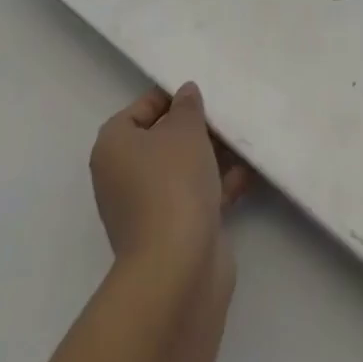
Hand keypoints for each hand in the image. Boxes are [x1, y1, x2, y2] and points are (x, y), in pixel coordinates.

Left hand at [89, 83, 251, 271]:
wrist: (178, 270)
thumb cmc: (173, 183)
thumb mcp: (185, 130)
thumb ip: (187, 106)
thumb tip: (185, 94)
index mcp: (114, 146)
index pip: (141, 109)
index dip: (171, 97)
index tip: (202, 91)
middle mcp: (124, 176)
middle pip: (163, 139)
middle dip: (196, 127)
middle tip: (226, 112)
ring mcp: (148, 208)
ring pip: (183, 169)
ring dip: (212, 155)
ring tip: (244, 137)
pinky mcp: (173, 233)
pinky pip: (196, 196)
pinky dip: (219, 184)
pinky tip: (248, 171)